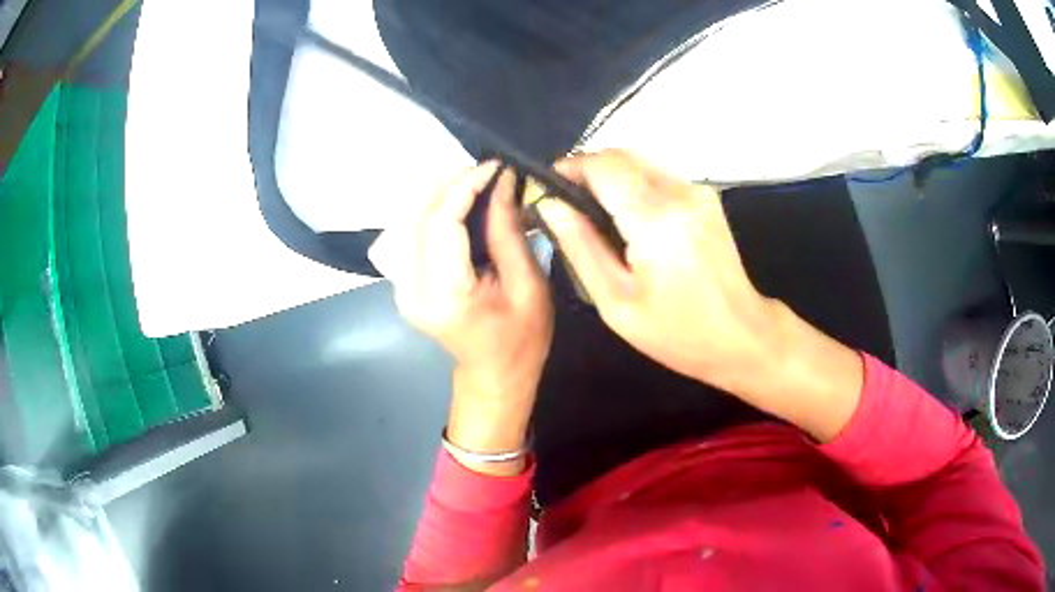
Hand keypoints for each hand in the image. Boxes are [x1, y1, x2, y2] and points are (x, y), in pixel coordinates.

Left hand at [371, 162, 552, 466]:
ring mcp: (401, 286)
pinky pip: (415, 233)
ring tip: (480, 184)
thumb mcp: (528, 285)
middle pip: (421, 215)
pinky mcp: (403, 282)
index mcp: (444, 294)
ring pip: (413, 219)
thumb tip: (502, 182)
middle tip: (491, 172)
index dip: (465, 186)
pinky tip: (462, 206)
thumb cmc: (521, 339)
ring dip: (444, 195)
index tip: (495, 167)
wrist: (494, 375)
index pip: (442, 221)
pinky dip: (437, 212)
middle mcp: (411, 287)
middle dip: (454, 184)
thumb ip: (508, 230)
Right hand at [537, 150, 861, 441]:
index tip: (549, 189)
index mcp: (655, 218)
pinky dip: (635, 186)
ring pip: (640, 162)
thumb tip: (550, 205)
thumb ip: (580, 246)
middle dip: (588, 171)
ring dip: (612, 177)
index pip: (603, 165)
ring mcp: (698, 190)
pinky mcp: (706, 196)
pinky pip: (659, 175)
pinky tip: (629, 220)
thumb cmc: (678, 331)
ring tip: (595, 214)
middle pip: (621, 156)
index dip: (570, 168)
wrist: (742, 335)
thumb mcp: (617, 302)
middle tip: (568, 205)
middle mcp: (679, 191)